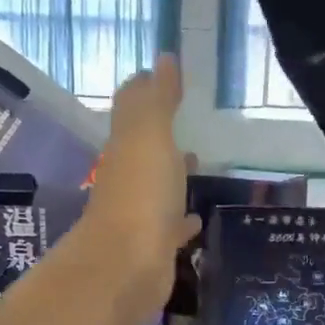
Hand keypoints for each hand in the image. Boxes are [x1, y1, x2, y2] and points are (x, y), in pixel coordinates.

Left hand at [79, 54, 201, 324]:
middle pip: (144, 149)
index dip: (147, 90)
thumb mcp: (149, 136)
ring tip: (198, 164)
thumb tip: (163, 58)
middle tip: (186, 119)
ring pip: (159, 188)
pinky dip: (182, 220)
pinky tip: (196, 218)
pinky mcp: (155, 248)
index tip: (165, 75)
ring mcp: (141, 215)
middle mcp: (129, 179)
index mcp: (126, 148)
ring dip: (173, 175)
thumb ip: (157, 100)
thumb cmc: (140, 195)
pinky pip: (172, 228)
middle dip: (161, 134)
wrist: (127, 267)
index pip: (133, 109)